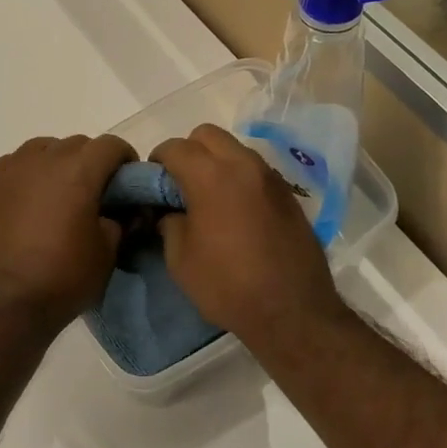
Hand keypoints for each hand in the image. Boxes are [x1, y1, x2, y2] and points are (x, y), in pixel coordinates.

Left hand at [0, 134, 136, 333]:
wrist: (3, 305)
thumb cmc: (63, 279)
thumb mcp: (108, 252)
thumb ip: (121, 220)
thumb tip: (124, 210)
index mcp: (78, 170)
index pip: (112, 145)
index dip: (125, 161)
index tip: (128, 184)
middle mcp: (43, 157)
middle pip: (77, 144)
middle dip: (92, 163)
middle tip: (95, 195)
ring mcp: (10, 167)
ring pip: (44, 150)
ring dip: (58, 164)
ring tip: (59, 196)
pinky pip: (16, 164)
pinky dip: (28, 175)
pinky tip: (28, 204)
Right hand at [151, 124, 346, 344]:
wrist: (293, 313)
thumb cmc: (228, 286)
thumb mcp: (180, 259)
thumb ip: (169, 222)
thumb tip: (170, 210)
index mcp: (212, 176)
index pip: (175, 147)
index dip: (157, 162)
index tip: (153, 185)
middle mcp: (244, 165)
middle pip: (207, 135)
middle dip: (188, 152)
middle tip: (180, 185)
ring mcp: (270, 177)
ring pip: (235, 149)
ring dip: (216, 163)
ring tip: (209, 199)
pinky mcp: (288, 194)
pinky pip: (255, 170)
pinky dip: (239, 178)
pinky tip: (236, 212)